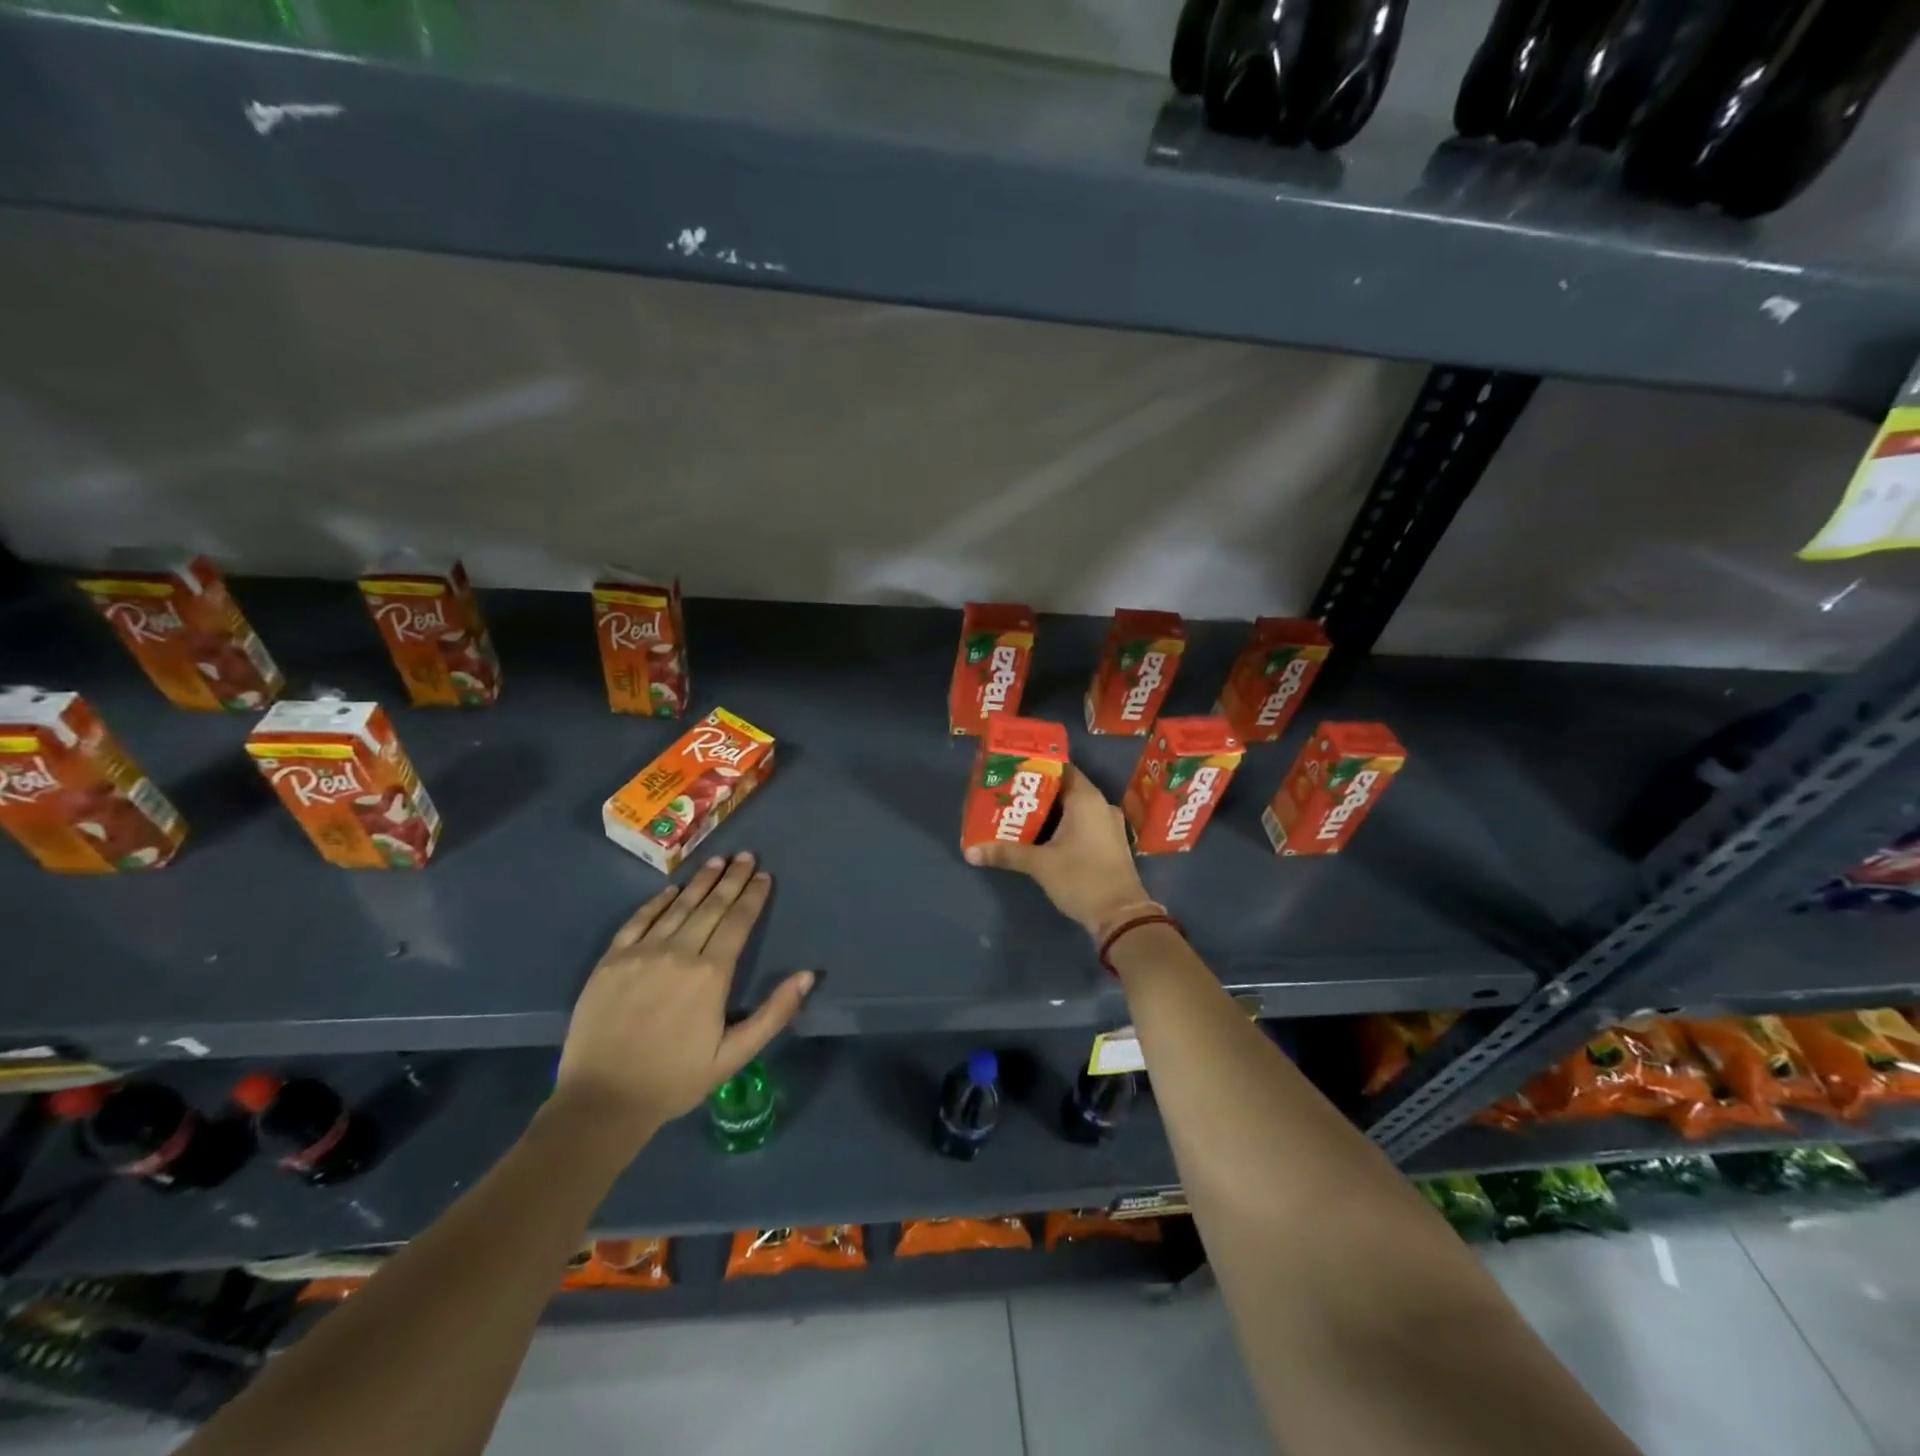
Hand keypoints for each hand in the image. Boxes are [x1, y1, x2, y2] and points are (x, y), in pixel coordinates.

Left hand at [551, 852, 812, 1153]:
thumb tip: (807, 975)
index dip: (753, 896)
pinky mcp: (611, 960)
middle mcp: (679, 953)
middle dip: (732, 879)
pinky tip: (672, 890)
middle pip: (711, 907)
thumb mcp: (734, 1055)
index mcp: (711, 975)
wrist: (602, 1101)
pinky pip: (639, 920)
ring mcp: (642, 953)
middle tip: (746, 855)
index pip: (738, 922)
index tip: (764, 875)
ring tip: (717, 861)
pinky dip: (658, 902)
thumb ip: (774, 1013)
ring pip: (678, 907)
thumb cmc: (675, 1080)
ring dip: (700, 882)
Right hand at [963, 765, 1149, 933]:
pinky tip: (1041, 837)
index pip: (1061, 768)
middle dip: (1037, 794)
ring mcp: (1108, 825)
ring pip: (1074, 809)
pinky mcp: (1109, 844)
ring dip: (1049, 813)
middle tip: (1008, 797)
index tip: (1012, 773)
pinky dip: (1063, 827)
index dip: (1036, 768)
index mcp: (1087, 799)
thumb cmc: (1081, 878)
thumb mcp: (1039, 864)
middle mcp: (1101, 805)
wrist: (1121, 916)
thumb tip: (970, 852)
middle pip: (1064, 789)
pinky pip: (1083, 824)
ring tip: (1019, 816)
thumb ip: (1006, 853)